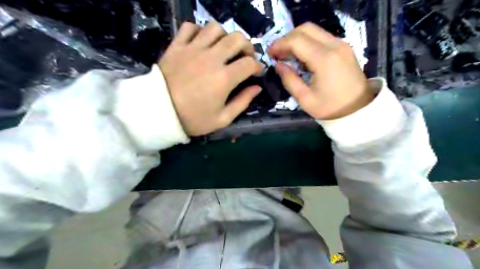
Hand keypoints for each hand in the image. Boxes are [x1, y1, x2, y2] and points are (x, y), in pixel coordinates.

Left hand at [159, 22, 261, 135]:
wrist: (159, 113)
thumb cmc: (193, 119)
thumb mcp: (222, 119)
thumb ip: (243, 102)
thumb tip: (257, 88)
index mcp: (224, 78)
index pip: (249, 63)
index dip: (258, 66)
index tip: (256, 73)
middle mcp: (211, 58)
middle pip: (237, 39)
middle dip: (247, 47)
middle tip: (245, 57)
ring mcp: (193, 49)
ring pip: (216, 28)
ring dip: (225, 36)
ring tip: (224, 49)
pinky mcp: (177, 46)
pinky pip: (190, 27)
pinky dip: (200, 31)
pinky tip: (202, 42)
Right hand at [269, 23, 372, 119]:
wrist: (358, 110)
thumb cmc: (330, 108)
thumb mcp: (305, 99)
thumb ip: (289, 80)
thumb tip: (278, 65)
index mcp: (324, 60)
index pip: (296, 40)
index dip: (279, 44)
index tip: (270, 54)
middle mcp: (334, 46)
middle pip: (305, 29)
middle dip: (287, 38)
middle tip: (278, 53)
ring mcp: (341, 45)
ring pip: (314, 31)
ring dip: (297, 39)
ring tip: (288, 55)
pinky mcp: (344, 48)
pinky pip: (322, 37)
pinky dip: (308, 42)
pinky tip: (302, 57)